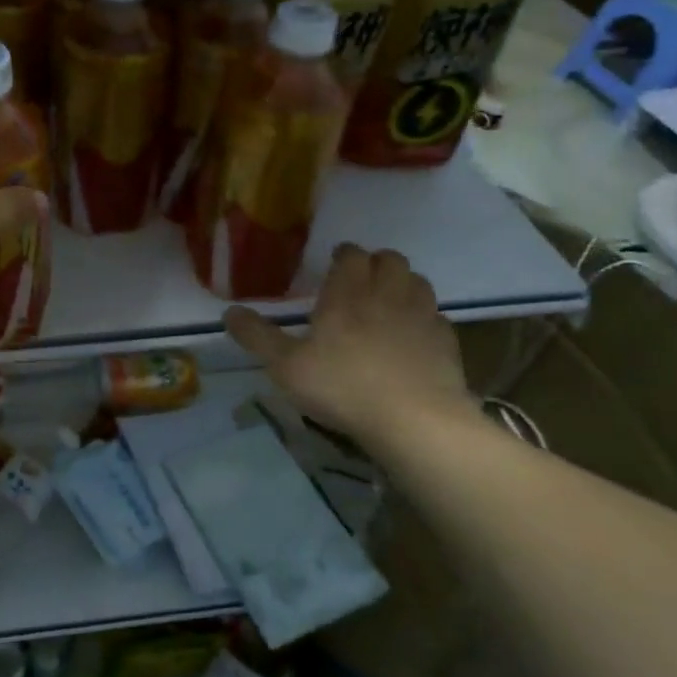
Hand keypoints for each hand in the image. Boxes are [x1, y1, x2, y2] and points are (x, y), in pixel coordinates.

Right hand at [224, 245, 476, 446]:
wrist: (417, 422)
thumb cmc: (344, 386)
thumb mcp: (286, 366)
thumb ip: (257, 337)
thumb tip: (229, 311)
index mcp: (348, 293)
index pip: (351, 254)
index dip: (343, 255)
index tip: (333, 264)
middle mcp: (387, 294)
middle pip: (390, 259)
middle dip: (376, 263)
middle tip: (360, 282)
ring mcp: (422, 317)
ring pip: (418, 282)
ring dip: (403, 285)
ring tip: (388, 304)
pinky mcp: (448, 343)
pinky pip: (436, 317)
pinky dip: (424, 318)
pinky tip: (413, 337)